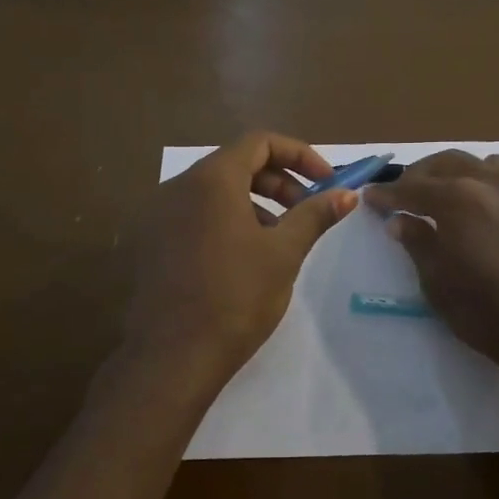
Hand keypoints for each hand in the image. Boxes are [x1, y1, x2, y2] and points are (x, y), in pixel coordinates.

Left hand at [124, 132, 356, 397]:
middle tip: (307, 211)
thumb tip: (347, 194)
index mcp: (211, 180)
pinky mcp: (150, 242)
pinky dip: (226, 220)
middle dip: (279, 181)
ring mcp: (158, 215)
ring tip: (278, 239)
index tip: (325, 182)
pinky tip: (243, 257)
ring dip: (254, 203)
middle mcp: (178, 187)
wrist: (172, 356)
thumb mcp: (283, 253)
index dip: (299, 155)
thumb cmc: (235, 298)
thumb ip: (315, 215)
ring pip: (215, 192)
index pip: (259, 142)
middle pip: (236, 164)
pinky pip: (194, 215)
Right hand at [364, 152, 498, 441]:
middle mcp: (491, 183)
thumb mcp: (439, 285)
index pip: (412, 188)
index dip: (387, 194)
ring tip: (450, 195)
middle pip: (449, 163)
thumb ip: (418, 245)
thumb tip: (401, 221)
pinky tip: (492, 211)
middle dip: (421, 175)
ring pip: (487, 165)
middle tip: (406, 192)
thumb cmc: (490, 314)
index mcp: (457, 199)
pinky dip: (493, 187)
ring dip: (461, 173)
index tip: (370, 197)